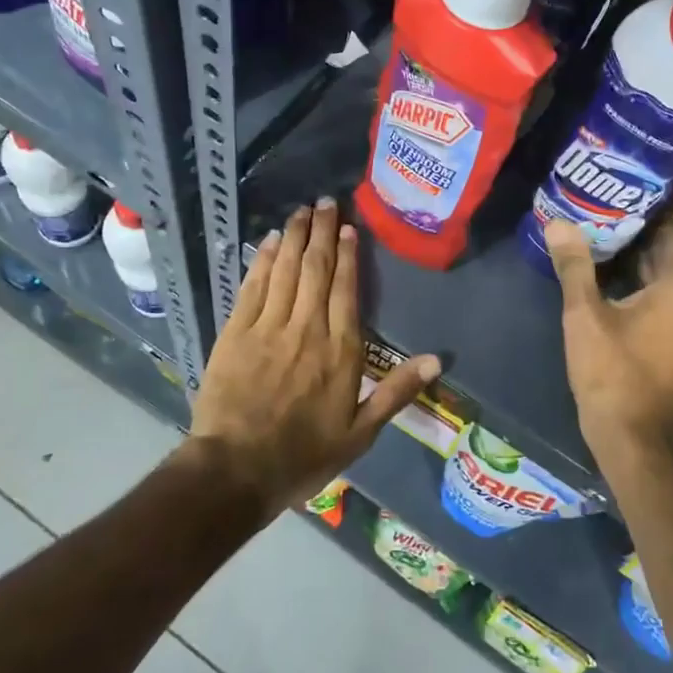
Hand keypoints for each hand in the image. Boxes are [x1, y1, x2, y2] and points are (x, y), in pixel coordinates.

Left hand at [190, 199, 439, 512]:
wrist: (236, 470)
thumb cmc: (303, 455)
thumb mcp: (360, 433)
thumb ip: (396, 392)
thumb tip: (436, 360)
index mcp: (340, 350)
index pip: (346, 290)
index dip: (349, 255)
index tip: (350, 228)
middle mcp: (307, 328)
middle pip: (316, 269)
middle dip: (323, 232)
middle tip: (326, 201)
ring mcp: (268, 327)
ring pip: (286, 270)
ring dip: (295, 236)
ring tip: (303, 210)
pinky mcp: (236, 332)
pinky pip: (254, 287)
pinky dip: (264, 260)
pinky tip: (270, 241)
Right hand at [546, 204, 672, 473]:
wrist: (629, 435)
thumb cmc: (611, 373)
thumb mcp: (585, 316)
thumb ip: (575, 267)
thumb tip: (560, 224)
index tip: (646, 178)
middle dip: (654, 218)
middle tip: (618, 192)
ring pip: (670, 269)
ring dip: (646, 244)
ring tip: (610, 218)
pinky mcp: (671, 335)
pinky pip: (663, 289)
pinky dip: (643, 271)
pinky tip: (611, 262)